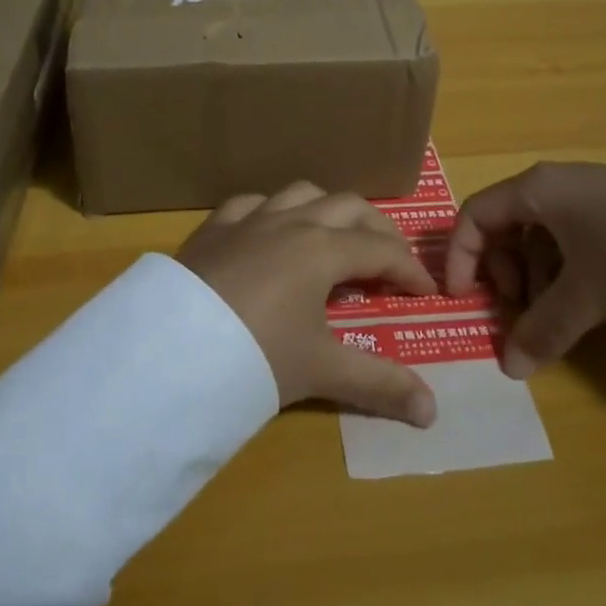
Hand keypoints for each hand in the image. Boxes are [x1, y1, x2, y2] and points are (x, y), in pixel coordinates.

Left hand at [179, 182, 438, 427]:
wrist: (173, 350)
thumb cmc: (257, 354)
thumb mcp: (322, 370)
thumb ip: (380, 384)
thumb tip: (432, 412)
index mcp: (323, 249)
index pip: (381, 250)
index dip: (410, 270)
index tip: (427, 293)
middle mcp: (290, 221)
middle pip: (348, 207)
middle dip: (378, 230)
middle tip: (391, 261)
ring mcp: (249, 219)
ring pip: (301, 193)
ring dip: (327, 211)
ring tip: (336, 239)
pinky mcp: (214, 228)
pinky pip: (251, 203)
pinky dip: (272, 212)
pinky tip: (270, 231)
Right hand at [445, 163, 605, 378]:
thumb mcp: (590, 293)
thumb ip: (545, 329)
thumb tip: (508, 369)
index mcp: (534, 190)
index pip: (474, 216)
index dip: (460, 257)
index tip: (463, 298)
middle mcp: (552, 184)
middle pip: (503, 225)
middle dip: (501, 271)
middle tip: (516, 310)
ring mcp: (584, 194)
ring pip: (536, 234)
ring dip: (533, 275)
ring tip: (555, 313)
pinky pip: (567, 236)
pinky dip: (562, 268)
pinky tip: (585, 298)